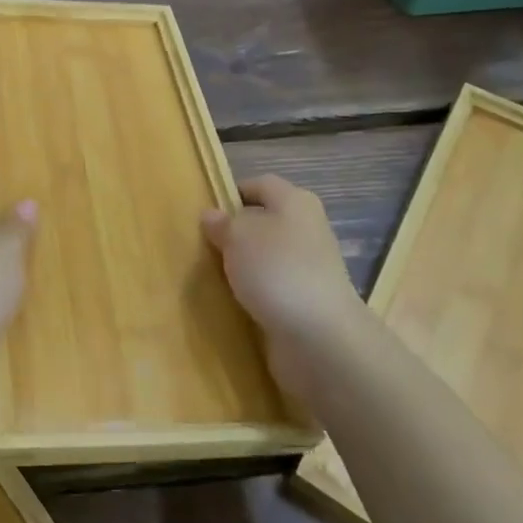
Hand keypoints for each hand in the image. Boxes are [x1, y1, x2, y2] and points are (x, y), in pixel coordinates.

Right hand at [202, 175, 360, 392]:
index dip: (231, 193)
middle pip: (264, 221)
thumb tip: (212, 216)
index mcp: (295, 201)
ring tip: (212, 275)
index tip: (205, 213)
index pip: (259, 184)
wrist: (320, 337)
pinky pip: (272, 287)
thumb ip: (222, 223)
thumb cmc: (276, 270)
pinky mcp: (306, 300)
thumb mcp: (238, 236)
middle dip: (234, 233)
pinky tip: (233, 301)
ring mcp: (309, 267)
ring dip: (242, 265)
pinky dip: (254, 292)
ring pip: (266, 256)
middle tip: (202, 245)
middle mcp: (306, 229)